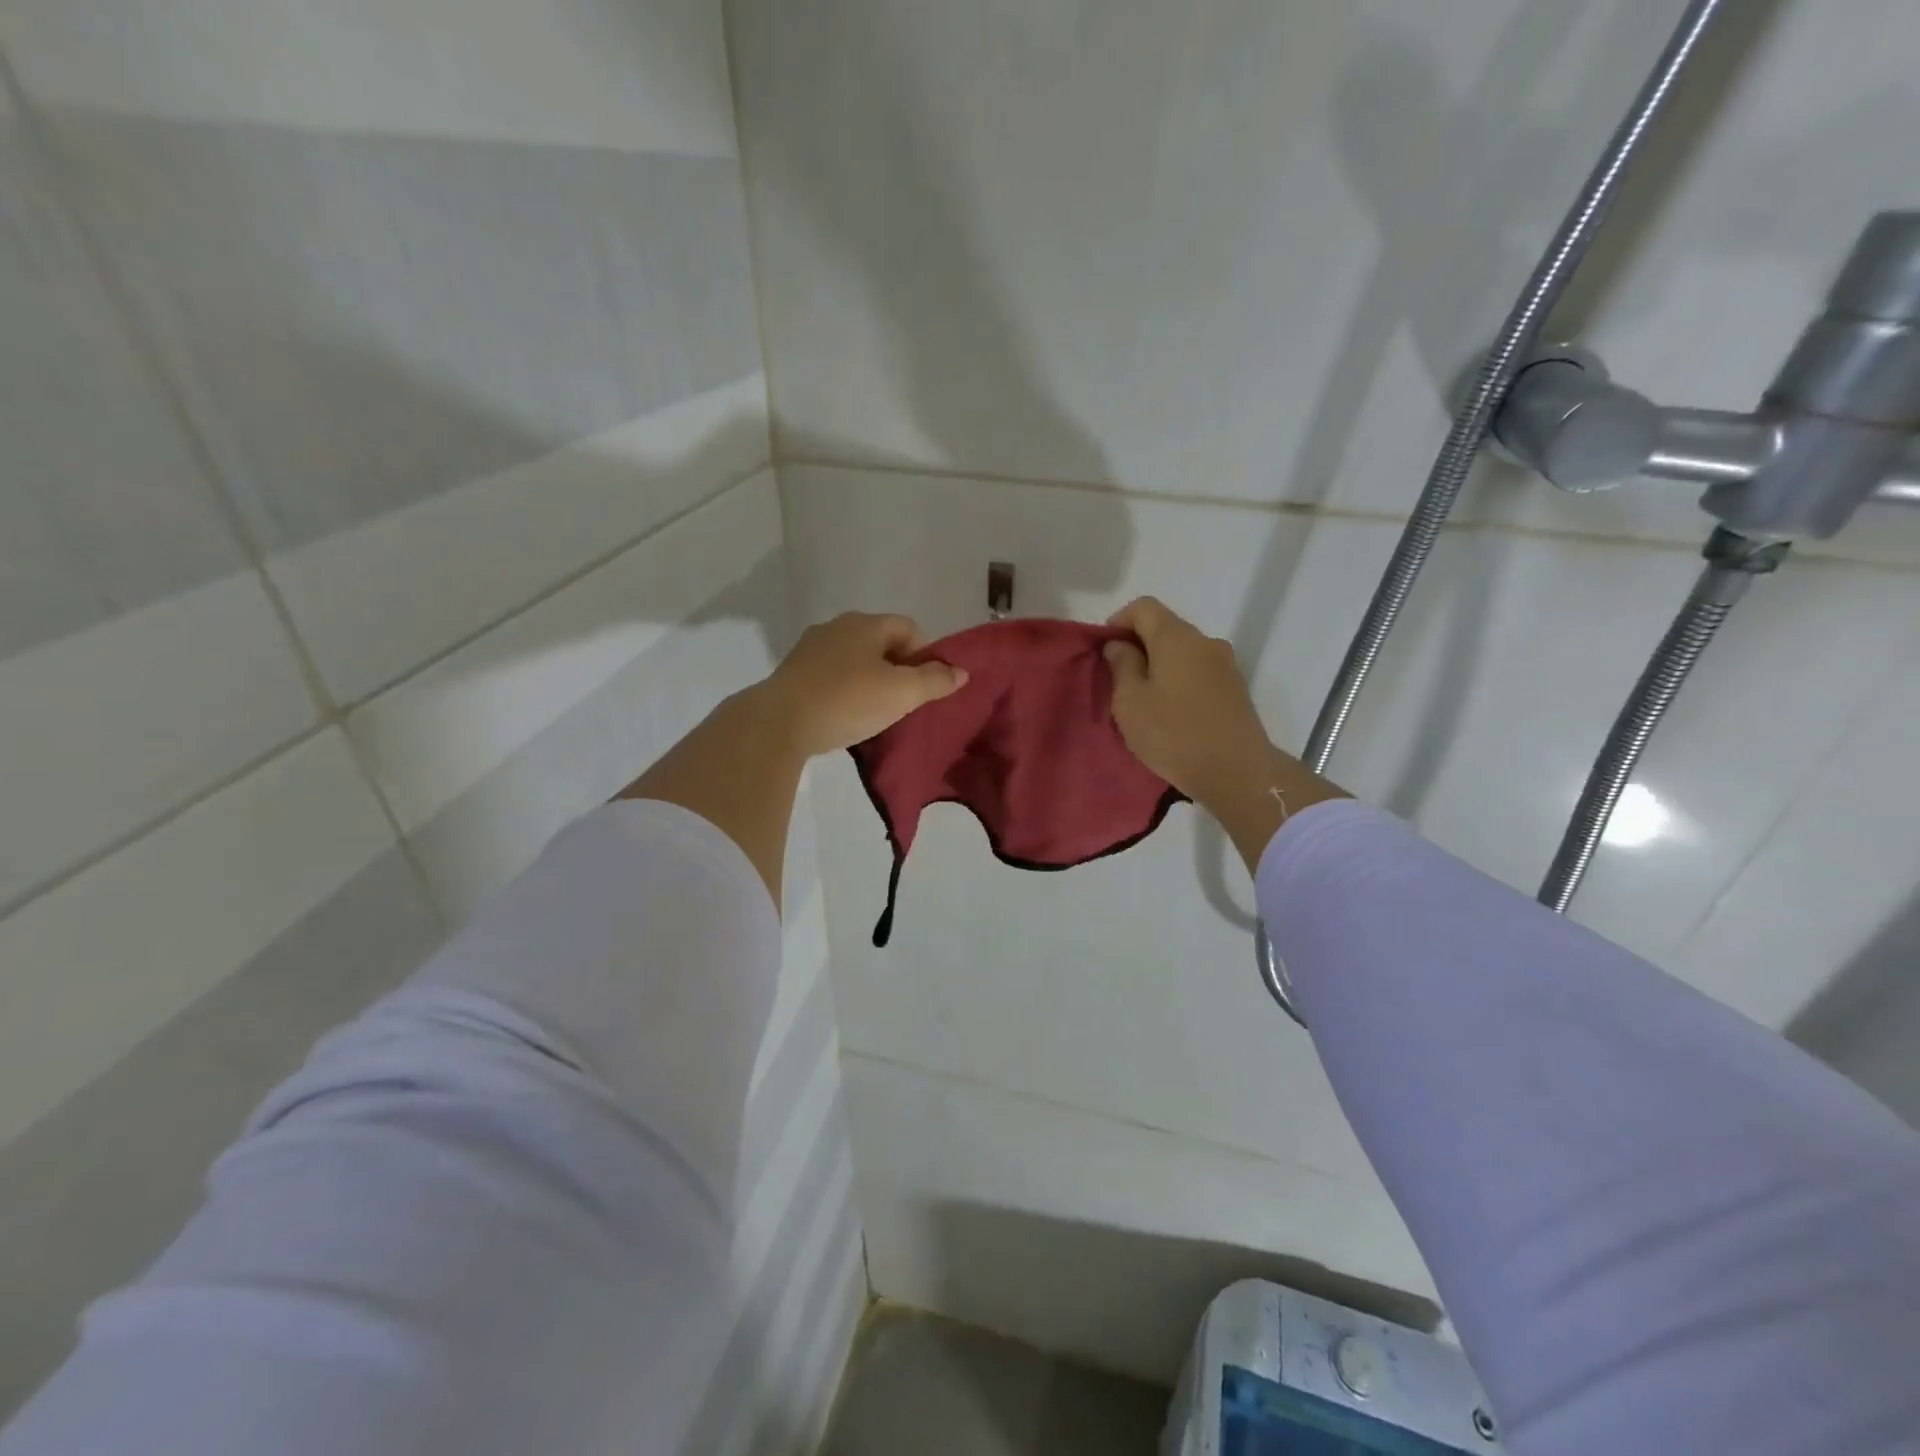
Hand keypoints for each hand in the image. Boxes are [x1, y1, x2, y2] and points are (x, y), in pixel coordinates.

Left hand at [755, 613, 967, 756]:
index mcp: (865, 624)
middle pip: (880, 642)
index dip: (926, 654)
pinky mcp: (792, 674)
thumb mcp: (901, 693)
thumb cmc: (848, 700)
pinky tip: (846, 715)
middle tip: (906, 700)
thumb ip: (935, 680)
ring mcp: (810, 649)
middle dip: (898, 668)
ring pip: (854, 659)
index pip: (908, 628)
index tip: (928, 685)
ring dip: (870, 680)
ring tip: (877, 711)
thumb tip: (961, 672)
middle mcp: (836, 627)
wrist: (779, 723)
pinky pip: (831, 676)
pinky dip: (845, 690)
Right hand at [1102, 598, 1276, 807]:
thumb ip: (1122, 666)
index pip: (1144, 607)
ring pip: (1183, 652)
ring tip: (1145, 700)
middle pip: (1166, 628)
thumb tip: (1120, 645)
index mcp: (1176, 637)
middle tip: (1120, 679)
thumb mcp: (1130, 702)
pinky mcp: (1236, 688)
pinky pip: (1199, 672)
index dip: (1119, 621)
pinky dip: (1180, 681)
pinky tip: (1172, 712)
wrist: (1237, 771)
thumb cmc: (1173, 734)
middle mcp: (1205, 641)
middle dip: (1139, 645)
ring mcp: (1226, 664)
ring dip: (1160, 666)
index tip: (1105, 650)